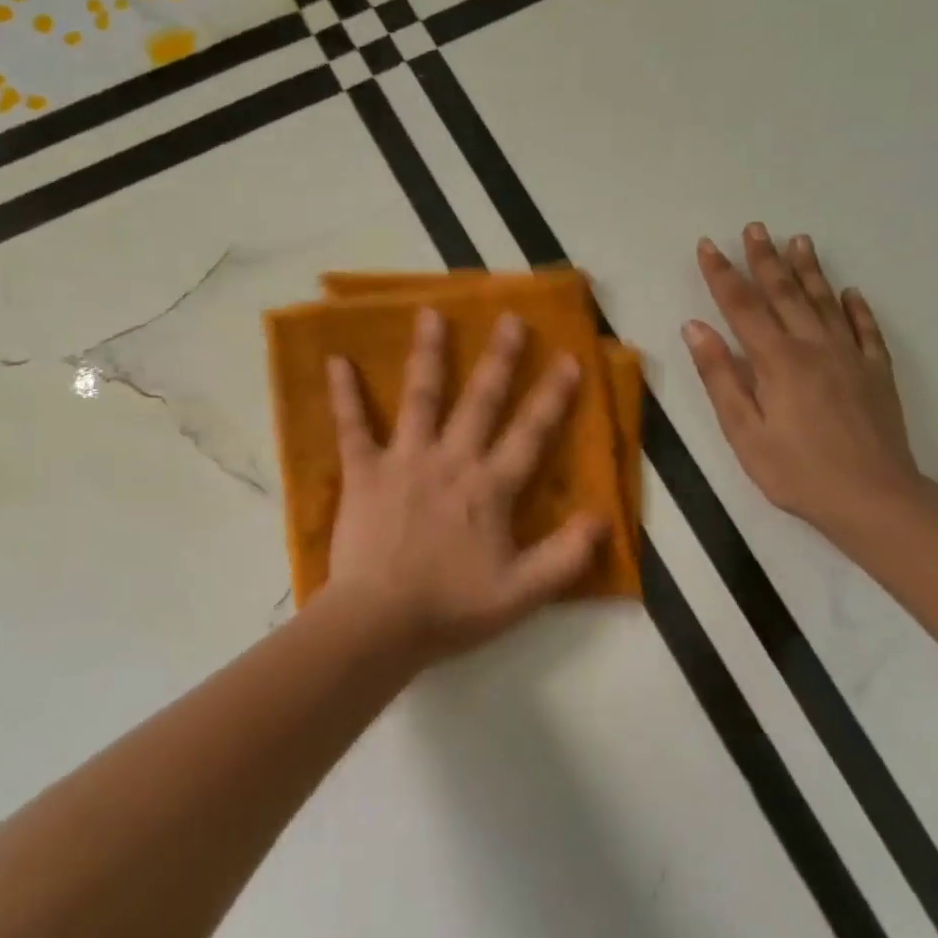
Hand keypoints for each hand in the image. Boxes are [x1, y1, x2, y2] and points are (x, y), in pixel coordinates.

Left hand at [324, 307, 606, 661]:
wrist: (380, 622)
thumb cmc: (451, 608)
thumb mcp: (523, 593)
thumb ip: (566, 557)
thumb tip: (602, 519)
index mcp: (490, 487)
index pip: (530, 433)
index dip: (552, 396)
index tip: (568, 358)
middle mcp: (451, 461)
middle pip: (480, 400)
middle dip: (499, 358)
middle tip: (509, 317)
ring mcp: (404, 461)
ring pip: (420, 398)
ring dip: (427, 355)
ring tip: (430, 314)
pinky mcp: (363, 473)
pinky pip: (352, 427)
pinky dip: (343, 395)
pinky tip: (335, 361)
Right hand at [684, 225, 925, 540]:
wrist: (873, 498)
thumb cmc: (796, 471)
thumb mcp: (743, 431)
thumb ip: (720, 376)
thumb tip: (695, 328)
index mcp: (776, 360)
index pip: (742, 306)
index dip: (722, 274)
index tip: (708, 245)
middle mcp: (814, 346)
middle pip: (785, 293)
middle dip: (765, 259)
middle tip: (755, 227)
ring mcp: (850, 357)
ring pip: (825, 302)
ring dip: (809, 270)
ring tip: (799, 241)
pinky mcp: (876, 373)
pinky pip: (866, 330)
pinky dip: (856, 308)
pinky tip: (851, 292)